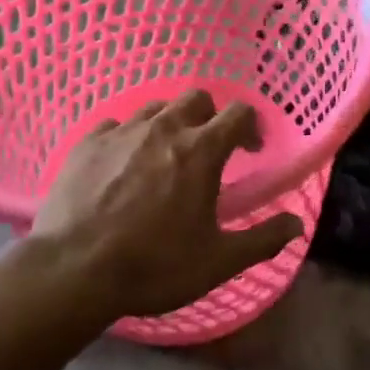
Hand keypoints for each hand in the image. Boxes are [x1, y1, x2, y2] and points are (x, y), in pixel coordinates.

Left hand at [30, 91, 303, 319]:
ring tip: (164, 157)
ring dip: (169, 124)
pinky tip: (121, 165)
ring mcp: (121, 132)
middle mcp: (164, 128)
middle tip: (207, 150)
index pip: (239, 113)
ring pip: (155, 108)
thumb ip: (262, 240)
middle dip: (209, 116)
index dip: (252, 126)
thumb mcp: (217, 261)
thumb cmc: (154, 266)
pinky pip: (114, 125)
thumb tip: (297, 224)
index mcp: (201, 150)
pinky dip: (127, 138)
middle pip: (196, 98)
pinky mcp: (86, 143)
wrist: (72, 271)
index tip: (250, 151)